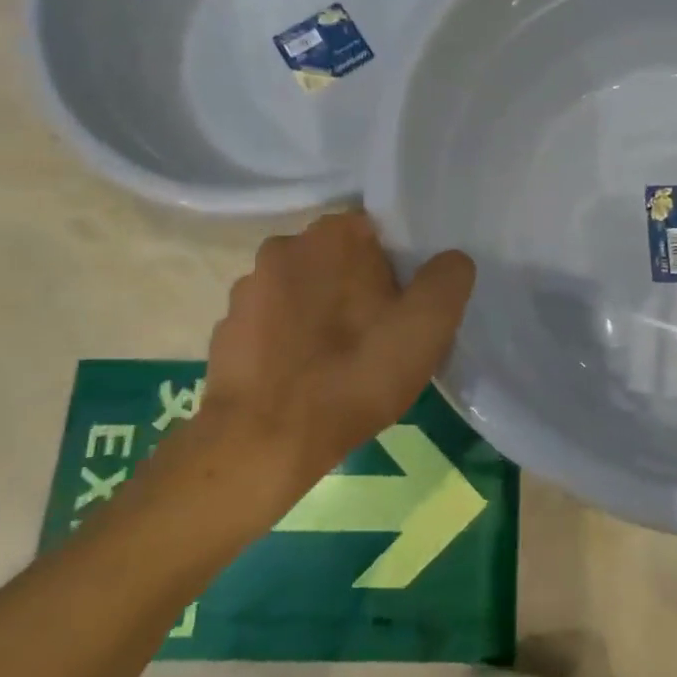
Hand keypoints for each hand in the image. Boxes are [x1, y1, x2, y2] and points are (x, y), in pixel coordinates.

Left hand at [160, 212, 475, 530]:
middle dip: (360, 289)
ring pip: (305, 291)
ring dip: (322, 315)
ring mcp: (248, 288)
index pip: (380, 233)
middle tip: (381, 336)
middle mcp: (284, 247)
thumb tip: (450, 261)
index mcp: (334, 235)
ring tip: (340, 363)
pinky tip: (306, 378)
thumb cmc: (353, 374)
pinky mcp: (225, 328)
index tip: (406, 307)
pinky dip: (290, 341)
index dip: (399, 269)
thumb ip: (448, 279)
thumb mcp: (427, 327)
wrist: (263, 442)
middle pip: (340, 261)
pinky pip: (273, 324)